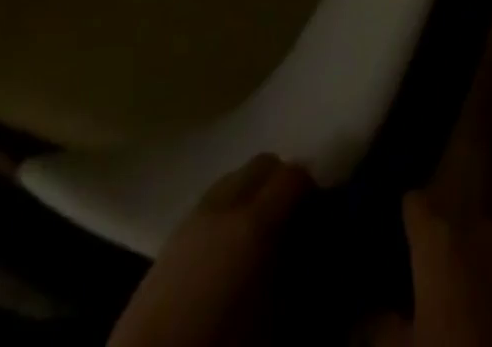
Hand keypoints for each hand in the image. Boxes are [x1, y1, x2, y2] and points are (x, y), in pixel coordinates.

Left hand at [106, 154, 312, 346]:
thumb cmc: (222, 343)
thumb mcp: (275, 319)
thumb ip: (298, 273)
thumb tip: (313, 252)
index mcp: (254, 221)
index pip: (294, 173)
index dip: (311, 188)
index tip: (319, 212)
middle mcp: (225, 203)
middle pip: (263, 163)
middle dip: (281, 182)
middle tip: (292, 220)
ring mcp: (194, 214)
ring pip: (235, 178)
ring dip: (253, 193)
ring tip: (259, 235)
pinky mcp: (172, 234)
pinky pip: (212, 202)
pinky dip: (228, 210)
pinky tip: (228, 249)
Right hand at [369, 192, 491, 346]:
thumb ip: (381, 328)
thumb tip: (367, 317)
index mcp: (438, 239)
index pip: (414, 203)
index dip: (408, 217)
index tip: (401, 232)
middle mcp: (477, 231)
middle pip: (455, 222)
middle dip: (447, 240)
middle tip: (433, 272)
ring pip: (490, 245)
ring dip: (481, 261)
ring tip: (471, 290)